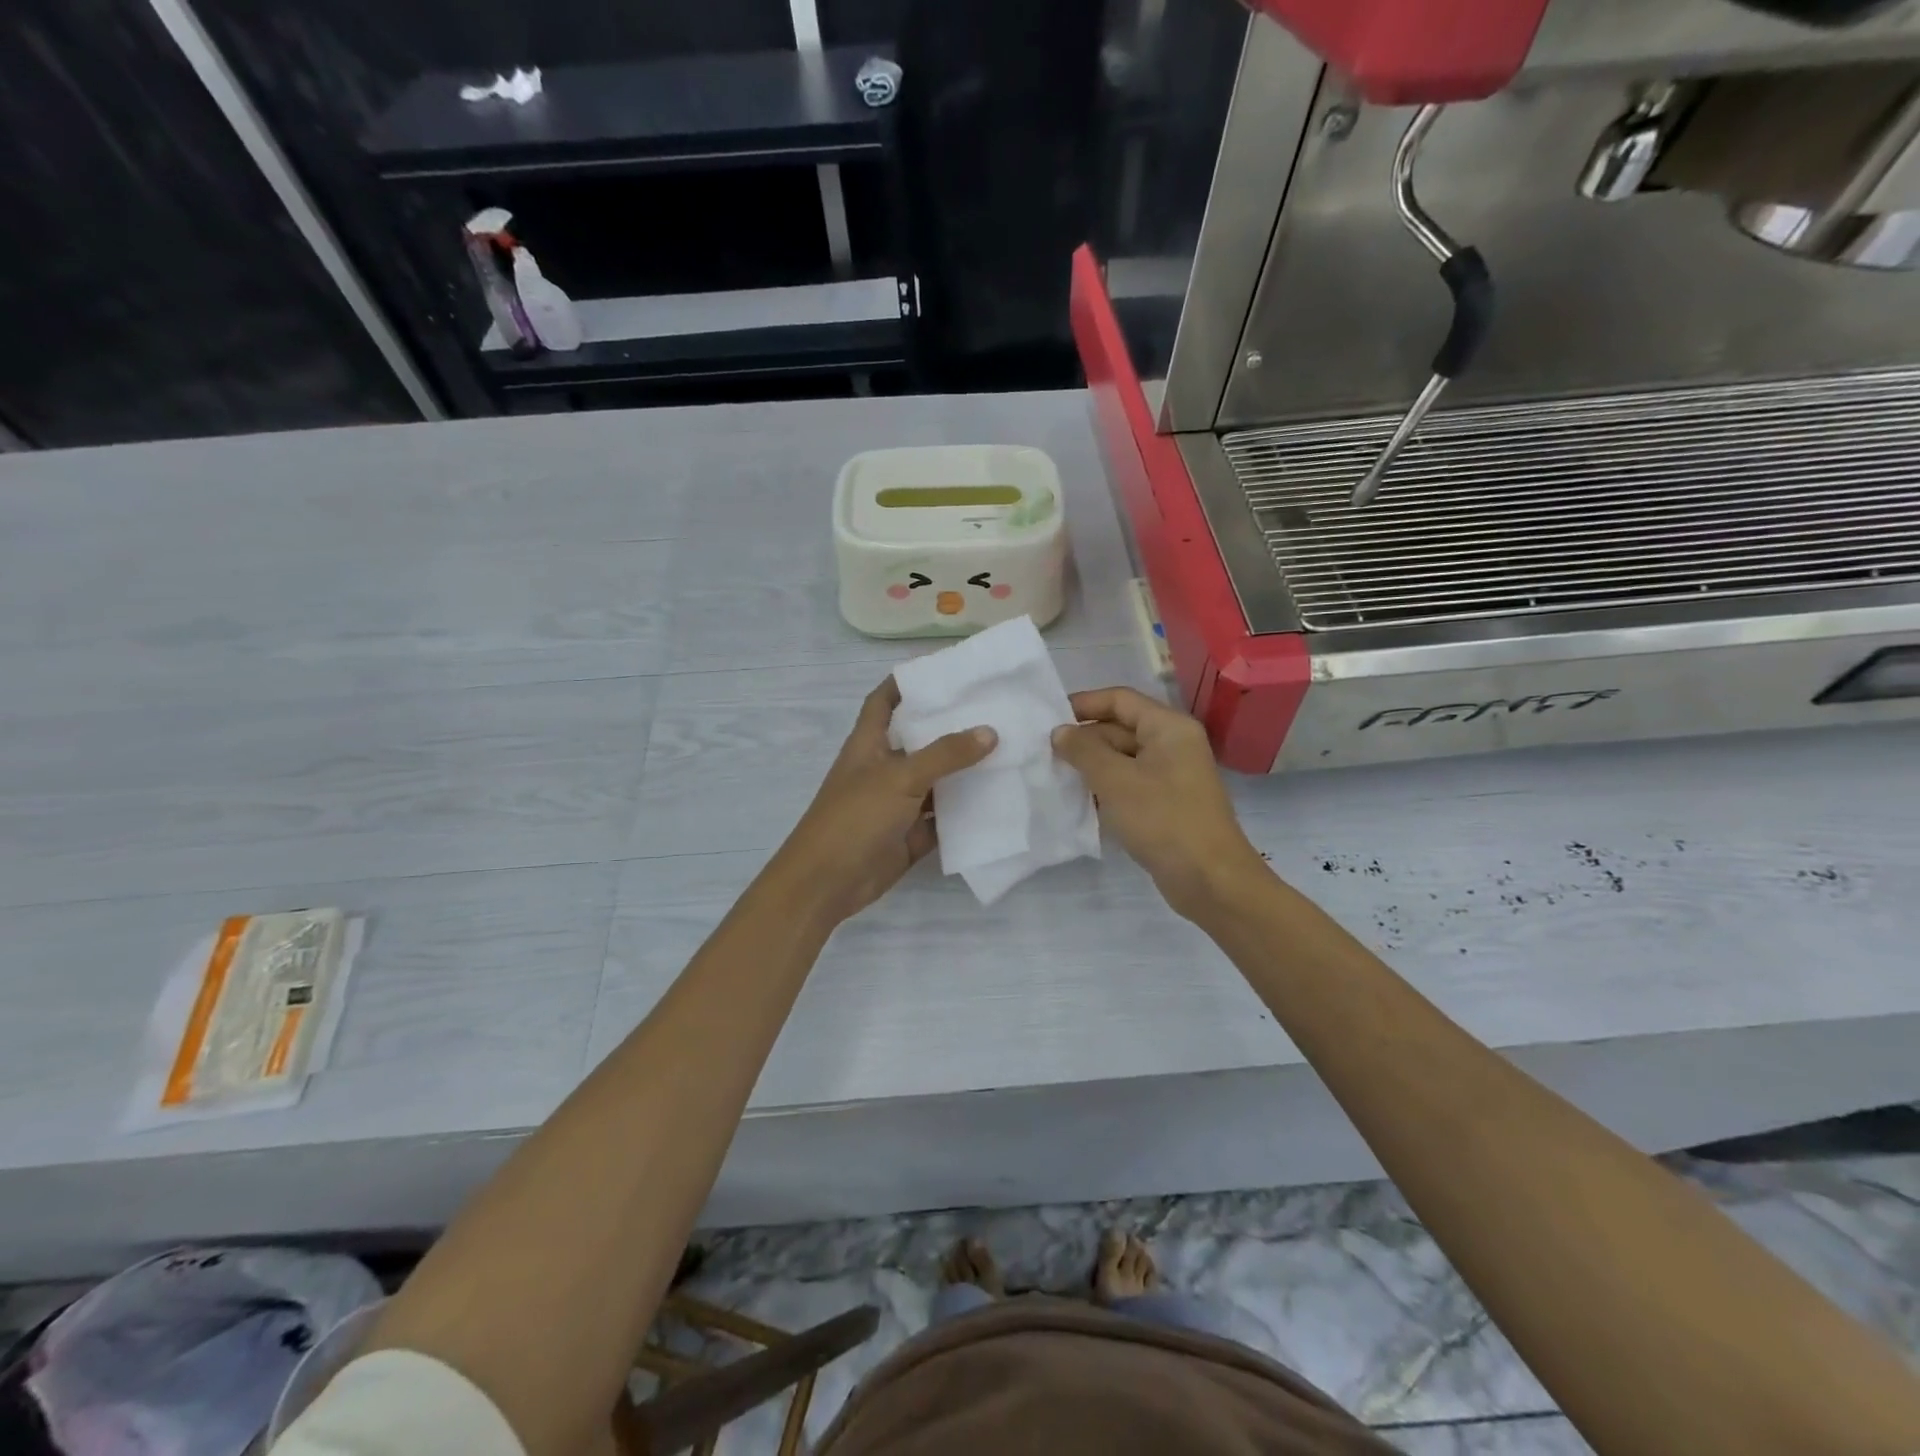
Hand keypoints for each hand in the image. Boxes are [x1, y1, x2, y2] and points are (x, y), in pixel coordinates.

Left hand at [770, 677, 996, 926]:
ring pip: (937, 779)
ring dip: (965, 769)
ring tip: (1009, 748)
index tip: (944, 670)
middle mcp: (884, 768)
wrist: (828, 882)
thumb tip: (990, 731)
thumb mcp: (900, 777)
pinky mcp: (911, 833)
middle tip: (996, 708)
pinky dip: (967, 809)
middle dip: (952, 725)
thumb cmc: (855, 817)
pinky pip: (944, 816)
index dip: (907, 682)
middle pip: (920, 739)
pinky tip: (1000, 797)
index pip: (885, 700)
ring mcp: (898, 802)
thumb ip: (945, 754)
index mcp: (869, 743)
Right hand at [1052, 686, 1265, 918]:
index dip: (1083, 704)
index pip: (1120, 699)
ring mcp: (1172, 775)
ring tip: (1056, 777)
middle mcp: (1173, 744)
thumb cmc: (1162, 819)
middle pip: (1121, 728)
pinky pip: (1130, 784)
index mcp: (1168, 727)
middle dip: (1084, 739)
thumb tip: (1060, 732)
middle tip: (1045, 755)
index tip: (1048, 720)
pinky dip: (1106, 788)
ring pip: (1123, 759)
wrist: (1209, 878)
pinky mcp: (1167, 803)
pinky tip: (1080, 801)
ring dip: (1091, 766)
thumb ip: (1083, 751)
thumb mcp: (1115, 780)